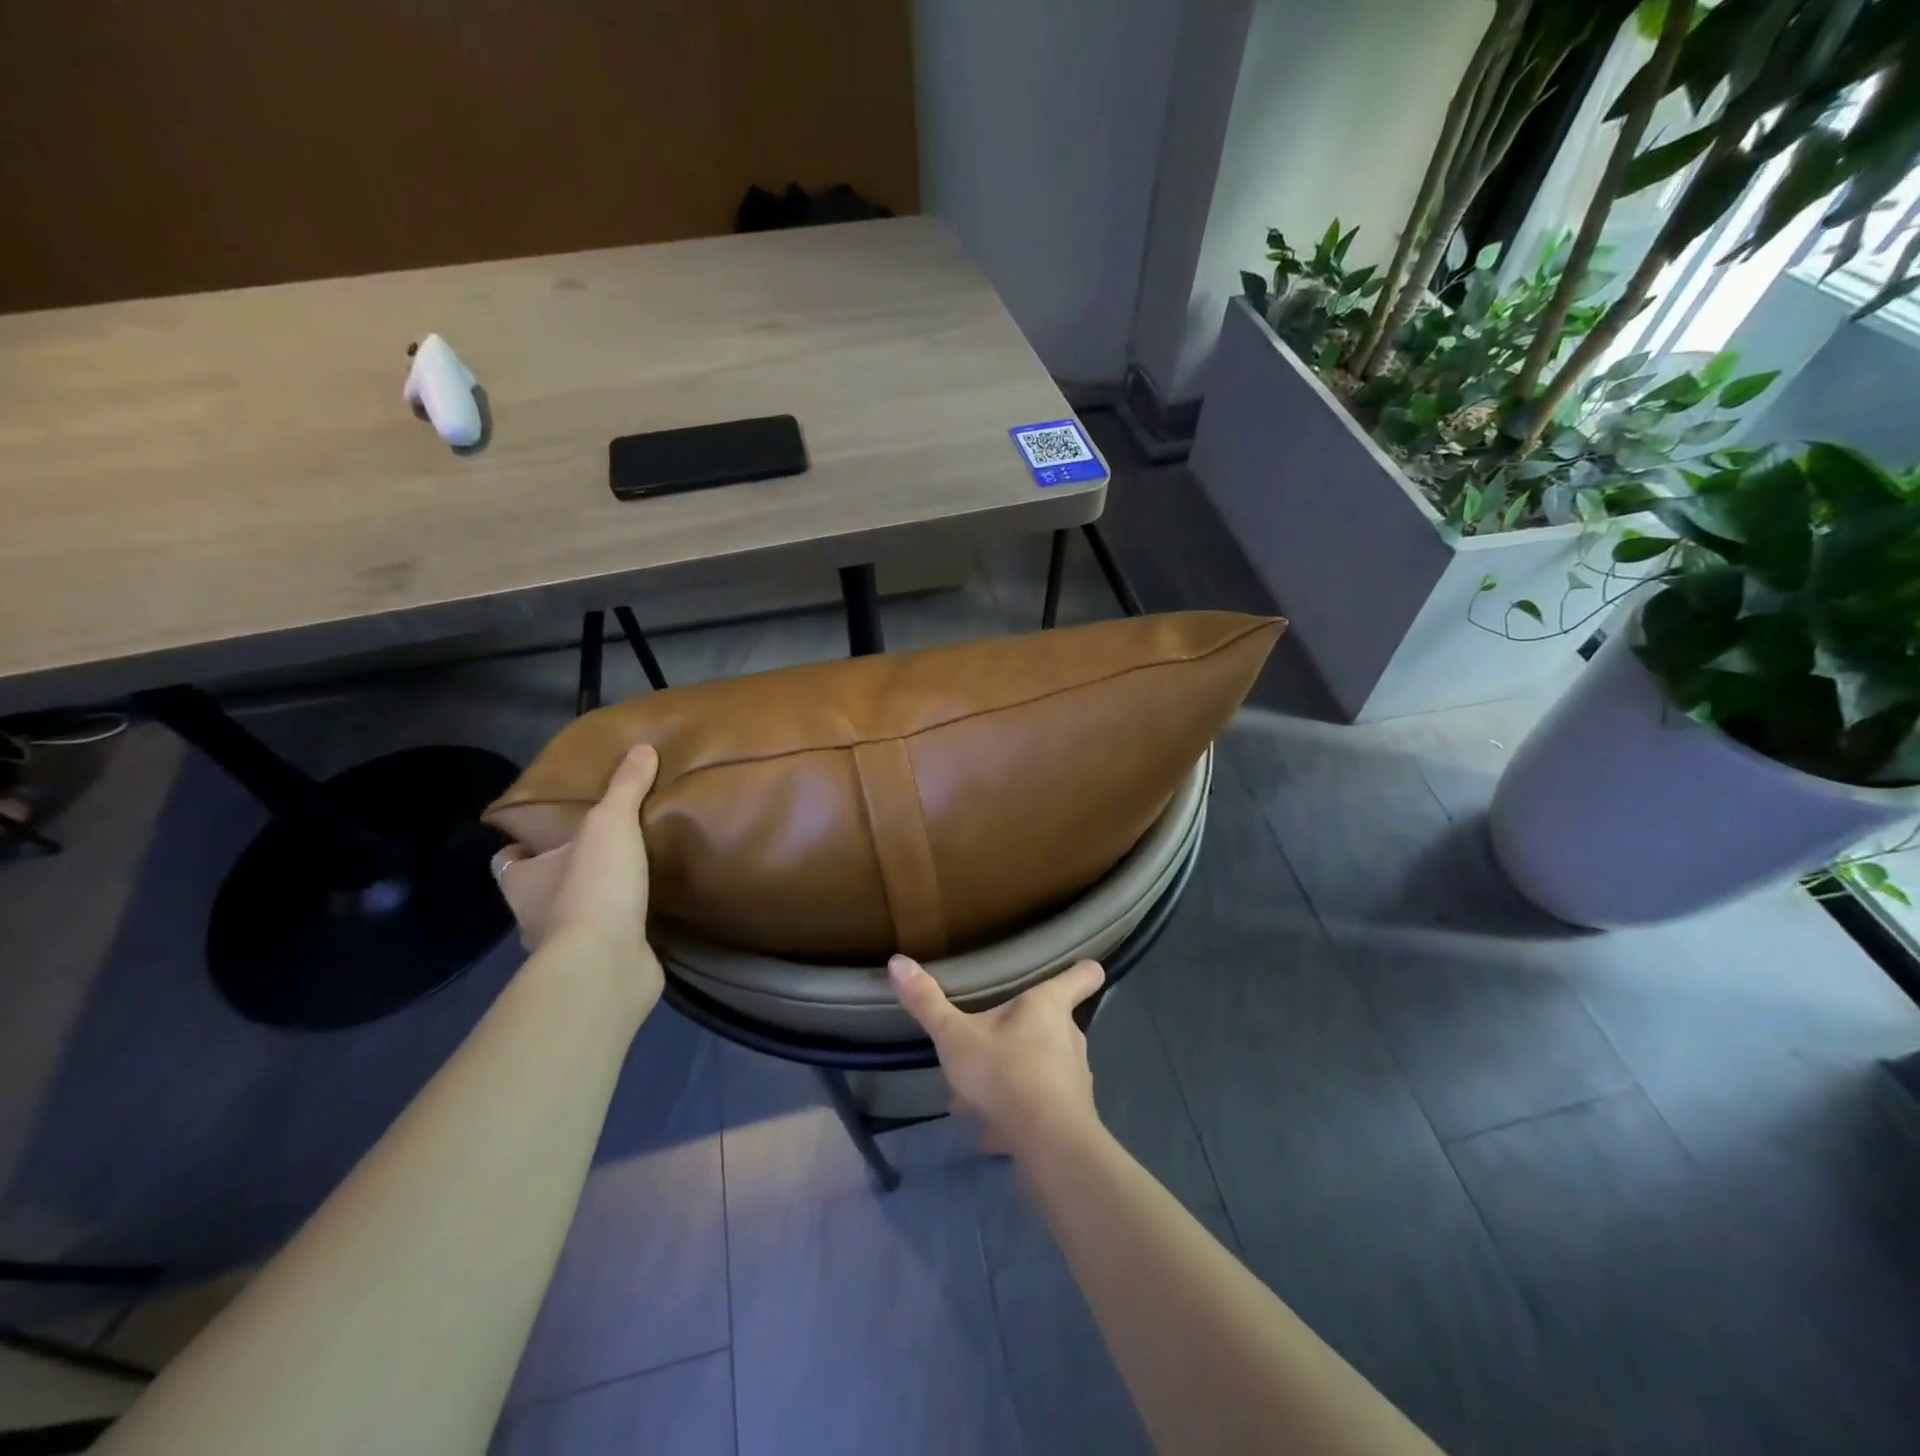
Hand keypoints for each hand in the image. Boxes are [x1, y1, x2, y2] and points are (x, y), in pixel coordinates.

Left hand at [491, 744, 662, 1008]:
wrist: (607, 964)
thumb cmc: (593, 888)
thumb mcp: (610, 823)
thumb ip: (625, 787)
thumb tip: (642, 748)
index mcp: (523, 880)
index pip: (508, 860)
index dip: (520, 846)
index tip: (544, 833)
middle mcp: (535, 915)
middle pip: (541, 888)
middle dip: (564, 872)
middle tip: (600, 847)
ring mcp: (567, 946)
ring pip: (575, 915)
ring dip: (595, 900)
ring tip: (630, 875)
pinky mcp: (600, 965)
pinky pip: (610, 938)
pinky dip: (623, 926)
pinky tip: (649, 909)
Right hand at [888, 954, 1105, 1157]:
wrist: (1048, 1145)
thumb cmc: (1005, 1073)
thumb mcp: (955, 1037)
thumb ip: (927, 1002)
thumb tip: (898, 961)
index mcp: (1048, 1006)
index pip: (1081, 977)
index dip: (1083, 970)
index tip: (1085, 967)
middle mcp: (1068, 1036)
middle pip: (1053, 1022)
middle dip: (1022, 1030)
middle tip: (988, 1040)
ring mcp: (1073, 1077)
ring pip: (1041, 1066)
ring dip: (1013, 1074)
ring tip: (974, 1096)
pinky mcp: (1071, 1115)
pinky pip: (1040, 1105)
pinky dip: (1017, 1113)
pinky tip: (989, 1134)